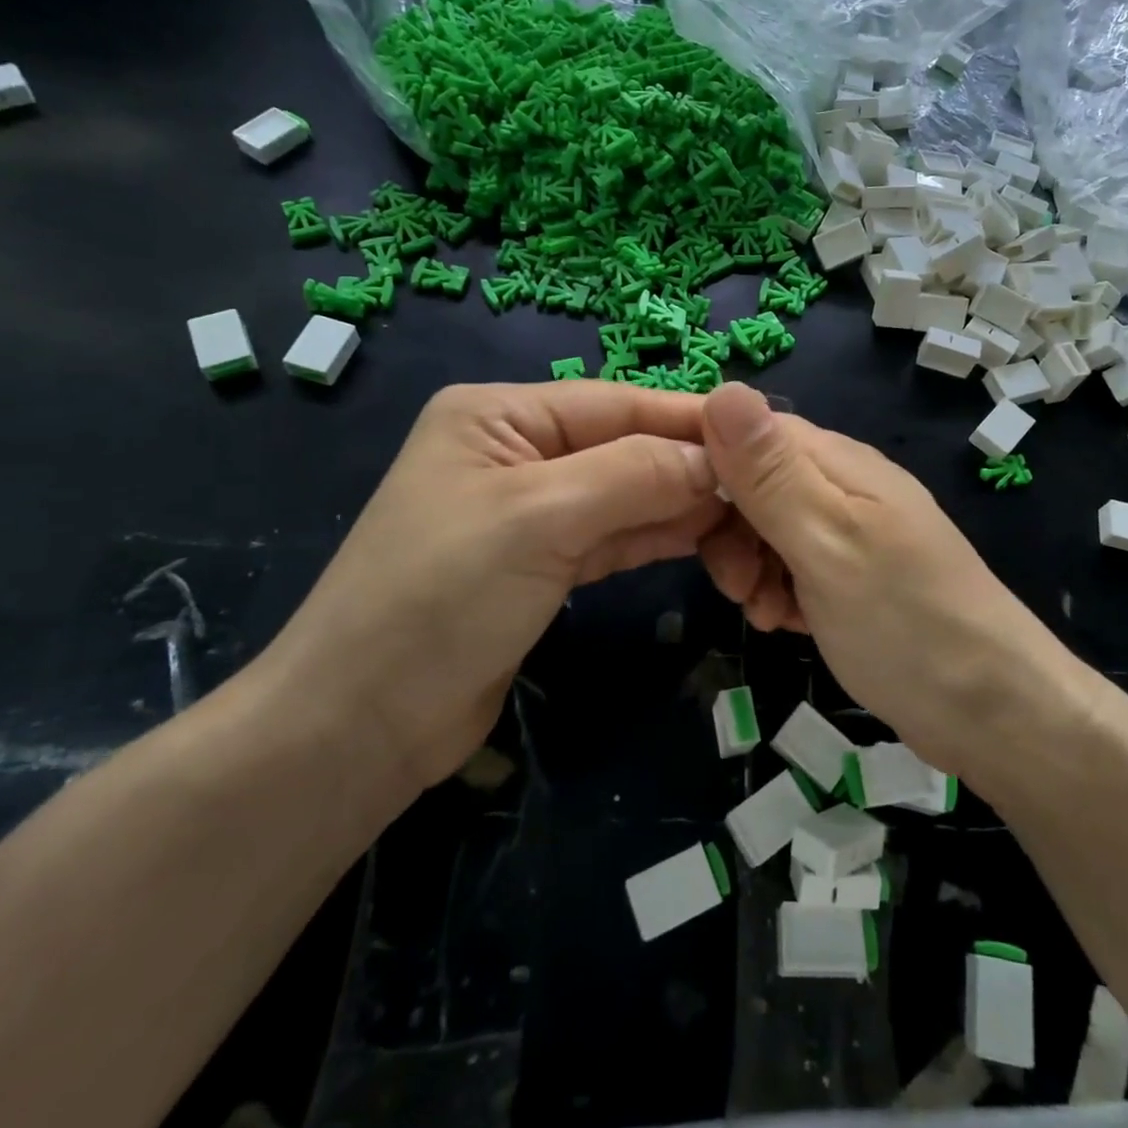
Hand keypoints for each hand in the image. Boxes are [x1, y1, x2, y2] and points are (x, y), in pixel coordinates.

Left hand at [264, 382, 726, 790]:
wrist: (362, 724)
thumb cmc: (440, 598)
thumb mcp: (541, 519)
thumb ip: (634, 475)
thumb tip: (717, 458)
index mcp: (500, 415)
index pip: (616, 403)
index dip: (688, 419)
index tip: (764, 433)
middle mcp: (517, 451)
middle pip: (624, 446)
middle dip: (689, 466)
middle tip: (765, 486)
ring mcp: (531, 510)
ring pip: (625, 494)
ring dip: (680, 504)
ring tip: (748, 515)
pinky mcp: (543, 564)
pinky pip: (613, 536)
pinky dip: (656, 537)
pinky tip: (705, 539)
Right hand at [696, 383, 1057, 779]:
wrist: (992, 710)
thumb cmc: (905, 621)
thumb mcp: (826, 541)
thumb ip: (770, 473)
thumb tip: (721, 387)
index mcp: (836, 462)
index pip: (746, 430)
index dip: (706, 463)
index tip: (680, 516)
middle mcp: (842, 486)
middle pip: (752, 484)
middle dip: (729, 532)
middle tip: (738, 585)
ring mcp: (849, 532)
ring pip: (767, 530)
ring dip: (750, 569)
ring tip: (767, 613)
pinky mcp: (852, 576)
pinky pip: (792, 567)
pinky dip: (779, 592)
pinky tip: (788, 625)